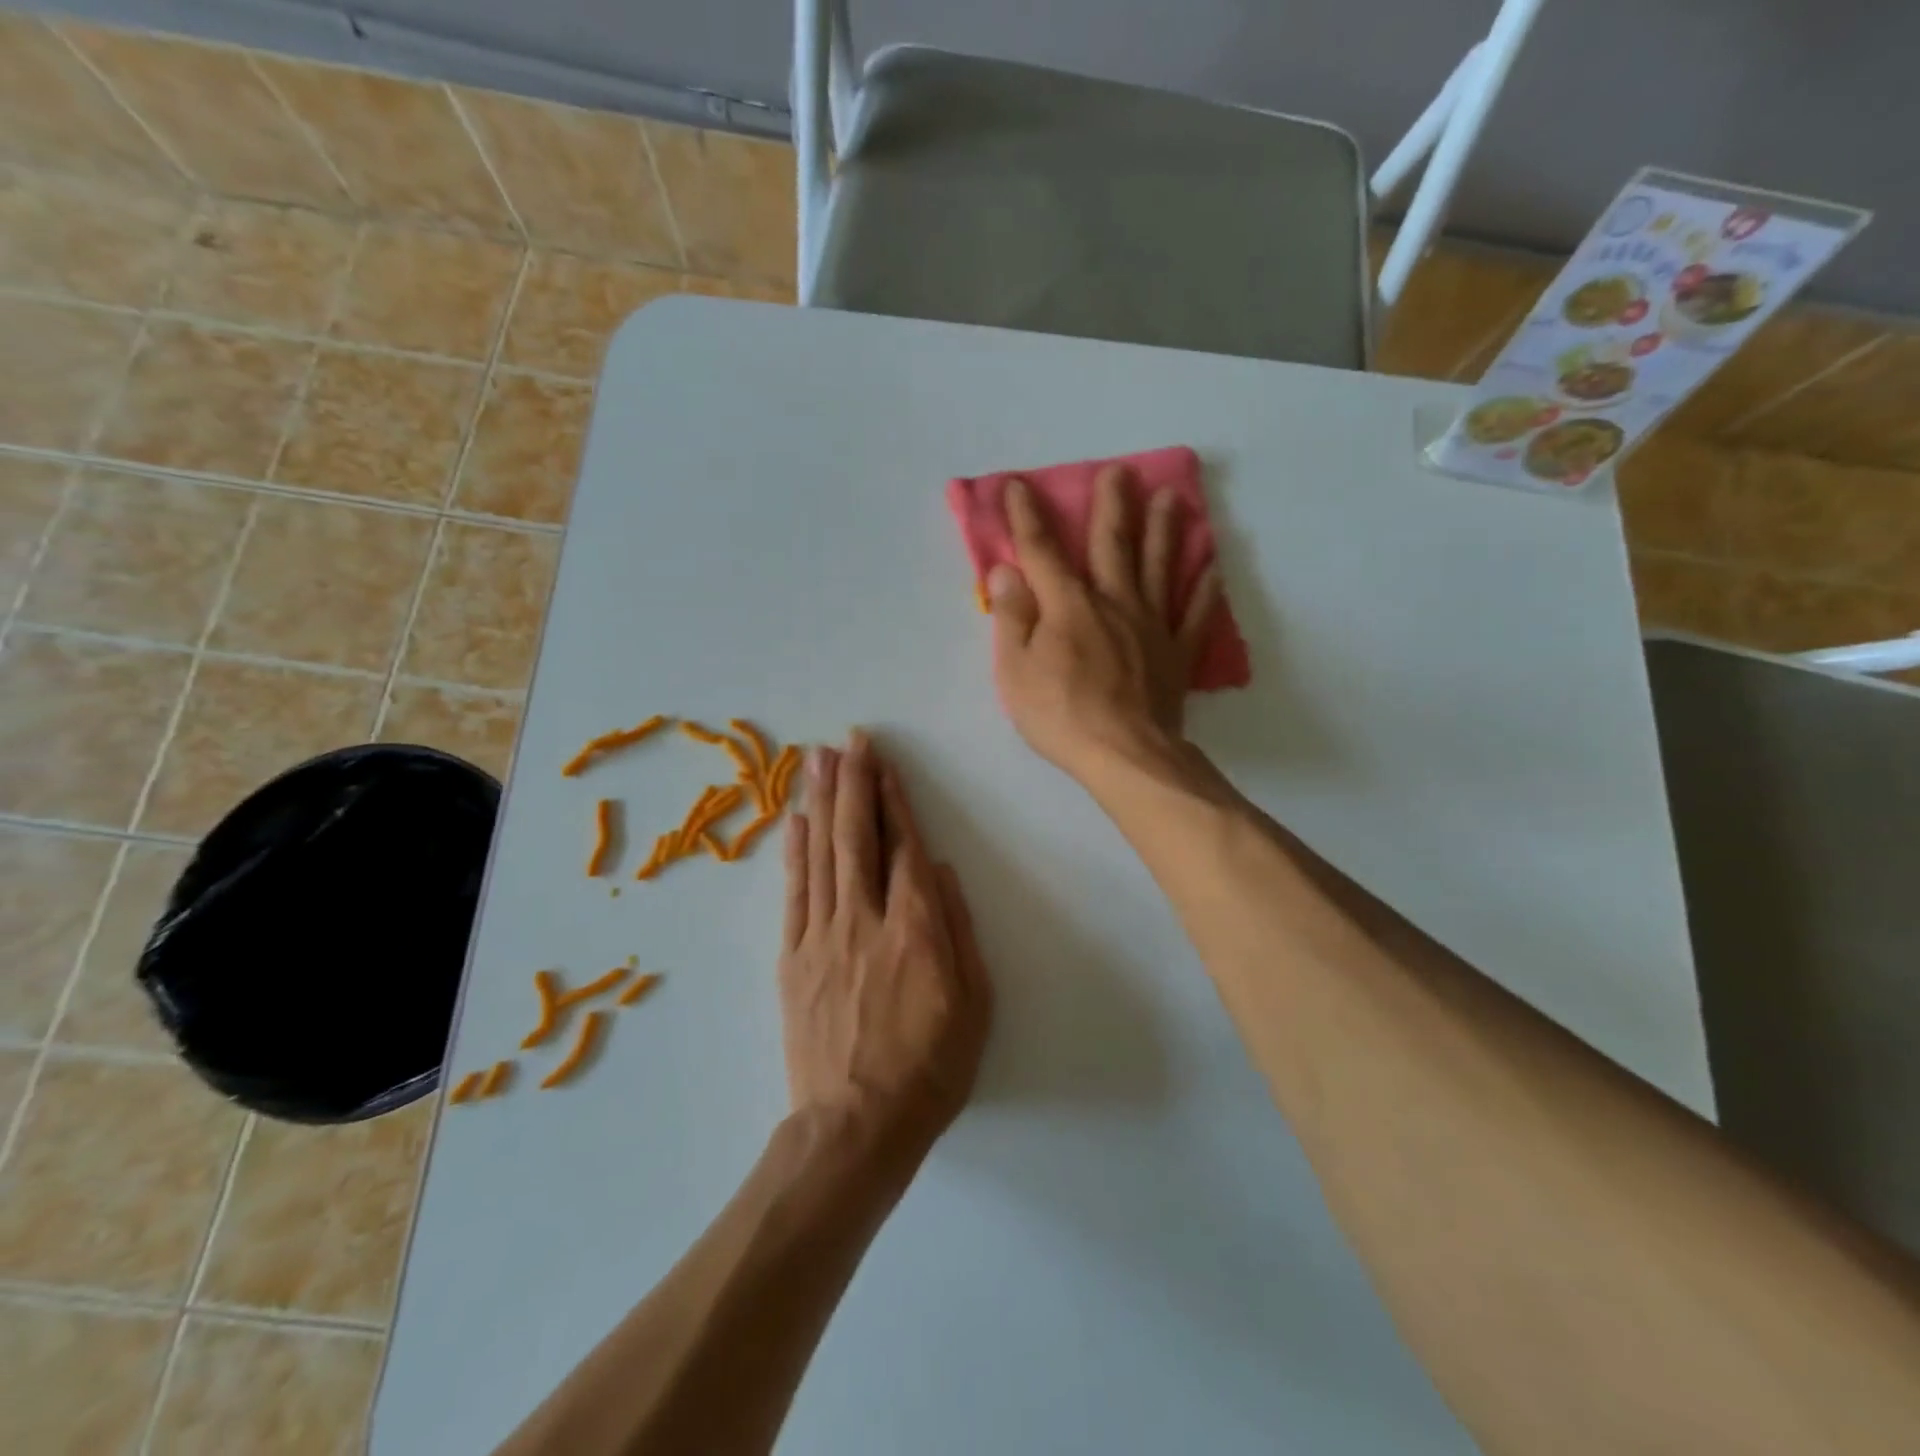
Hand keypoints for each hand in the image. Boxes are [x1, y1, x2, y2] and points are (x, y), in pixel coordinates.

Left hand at [779, 732, 991, 1159]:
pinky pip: (793, 895)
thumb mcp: (974, 1003)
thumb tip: (940, 870)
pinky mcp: (793, 959)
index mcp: (916, 929)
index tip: (884, 763)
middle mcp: (865, 920)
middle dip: (854, 783)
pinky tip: (794, 820)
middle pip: (857, 837)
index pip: (903, 847)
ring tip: (819, 760)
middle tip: (849, 740)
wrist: (857, 1126)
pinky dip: (793, 853)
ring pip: (821, 855)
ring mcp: (822, 937)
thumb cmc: (931, 1067)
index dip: (894, 800)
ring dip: (821, 802)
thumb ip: (958, 929)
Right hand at [987, 469, 1219, 783]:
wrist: (1125, 755)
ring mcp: (1151, 626)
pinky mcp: (1176, 654)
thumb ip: (1012, 617)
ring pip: (1159, 567)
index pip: (1042, 552)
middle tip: (1121, 471)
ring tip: (1173, 498)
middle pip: (1112, 545)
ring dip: (1165, 530)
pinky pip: (1195, 615)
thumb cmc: (1060, 715)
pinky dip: (1205, 589)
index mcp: (1068, 606)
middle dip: (1112, 505)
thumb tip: (1007, 570)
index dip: (1027, 517)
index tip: (1018, 485)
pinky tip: (1212, 567)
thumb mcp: (1015, 670)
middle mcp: (1113, 603)